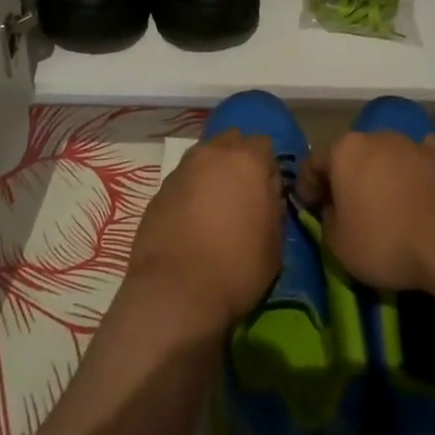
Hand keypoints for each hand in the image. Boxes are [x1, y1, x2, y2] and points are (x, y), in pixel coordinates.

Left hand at [128, 132, 282, 329]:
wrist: (174, 291)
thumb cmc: (236, 267)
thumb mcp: (274, 244)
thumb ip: (273, 208)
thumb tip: (266, 195)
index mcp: (247, 160)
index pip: (264, 146)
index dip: (268, 168)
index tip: (269, 193)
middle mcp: (212, 153)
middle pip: (231, 143)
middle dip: (239, 161)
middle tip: (243, 194)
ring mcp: (182, 169)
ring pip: (204, 158)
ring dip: (213, 174)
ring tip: (216, 207)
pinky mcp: (160, 189)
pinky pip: (184, 180)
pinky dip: (191, 191)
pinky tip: (192, 220)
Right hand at [300, 129, 434, 291]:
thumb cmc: (385, 240)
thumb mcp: (338, 244)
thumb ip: (327, 220)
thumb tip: (333, 209)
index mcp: (343, 152)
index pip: (313, 164)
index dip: (307, 187)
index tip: (309, 208)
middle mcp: (373, 137)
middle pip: (350, 156)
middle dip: (345, 177)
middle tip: (346, 207)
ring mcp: (409, 143)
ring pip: (385, 155)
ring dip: (380, 174)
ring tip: (385, 203)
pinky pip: (418, 160)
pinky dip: (414, 171)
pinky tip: (417, 189)